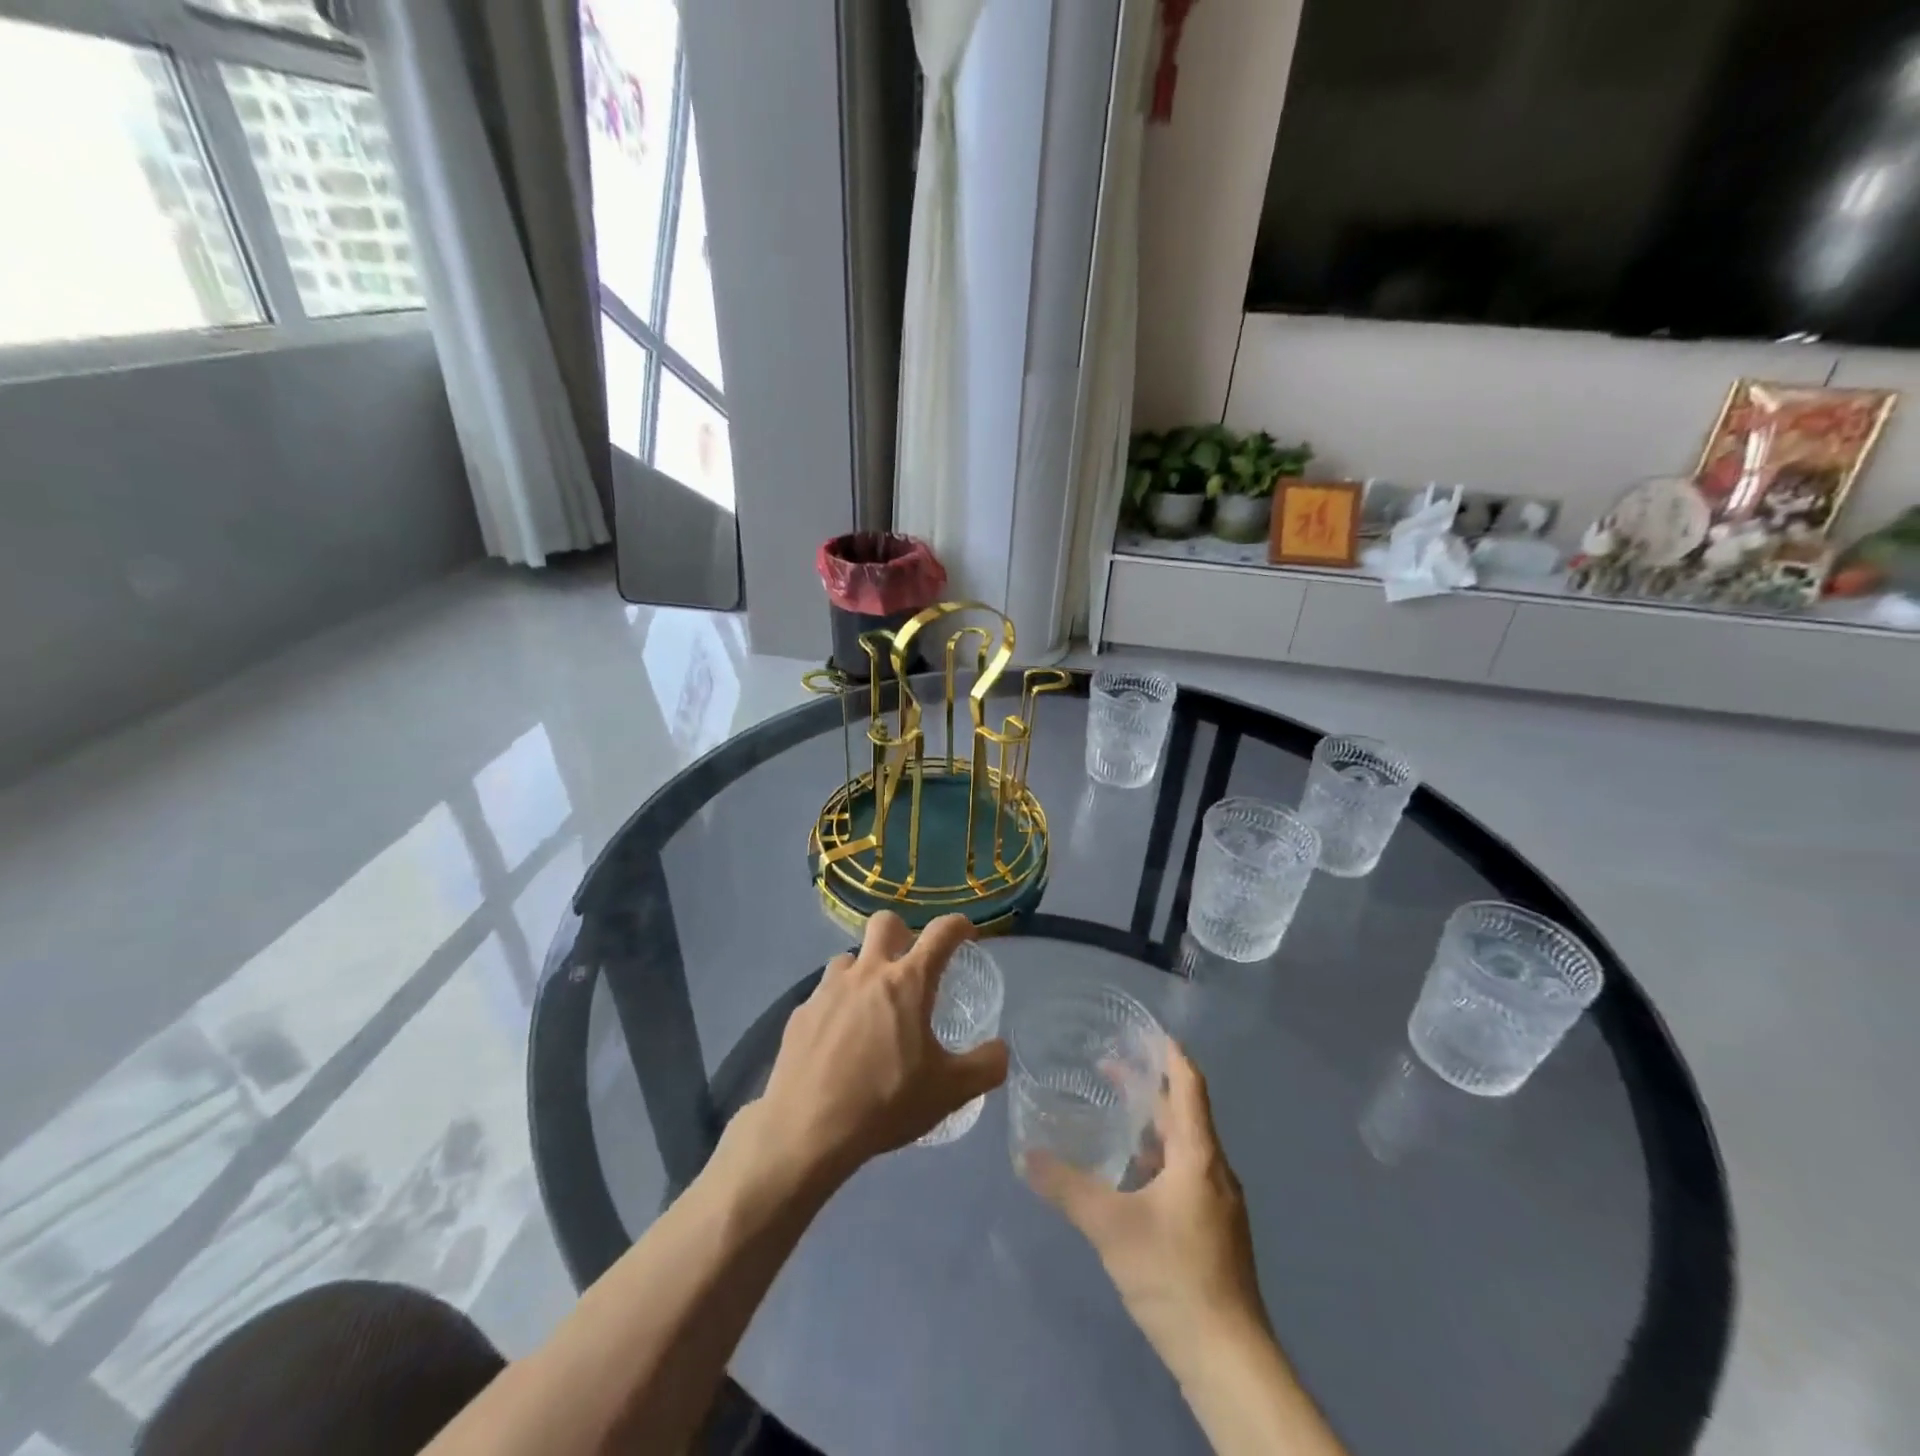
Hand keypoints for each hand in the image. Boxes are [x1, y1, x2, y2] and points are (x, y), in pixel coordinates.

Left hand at [756, 912, 1008, 1182]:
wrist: (807, 1130)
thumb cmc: (886, 1102)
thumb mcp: (950, 1092)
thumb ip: (985, 1067)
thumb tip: (999, 1050)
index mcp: (907, 982)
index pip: (941, 933)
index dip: (958, 925)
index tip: (966, 933)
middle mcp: (867, 973)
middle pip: (885, 923)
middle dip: (902, 933)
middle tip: (910, 965)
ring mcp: (828, 989)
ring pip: (850, 958)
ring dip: (865, 972)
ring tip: (871, 1008)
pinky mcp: (800, 1013)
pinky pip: (823, 995)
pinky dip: (837, 1006)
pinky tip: (838, 1041)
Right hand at [1024, 1044, 1267, 1362]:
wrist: (1228, 1360)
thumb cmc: (1174, 1275)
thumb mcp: (1111, 1226)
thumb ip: (1067, 1187)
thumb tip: (1026, 1155)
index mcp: (1199, 1155)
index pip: (1189, 1085)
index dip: (1170, 1054)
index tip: (1143, 1030)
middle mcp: (1215, 1170)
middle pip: (1185, 1112)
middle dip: (1149, 1087)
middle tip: (1108, 1068)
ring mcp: (1219, 1204)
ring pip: (1185, 1146)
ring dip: (1153, 1124)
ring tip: (1115, 1116)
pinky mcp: (1216, 1232)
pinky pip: (1186, 1174)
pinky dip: (1158, 1158)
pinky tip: (1131, 1177)